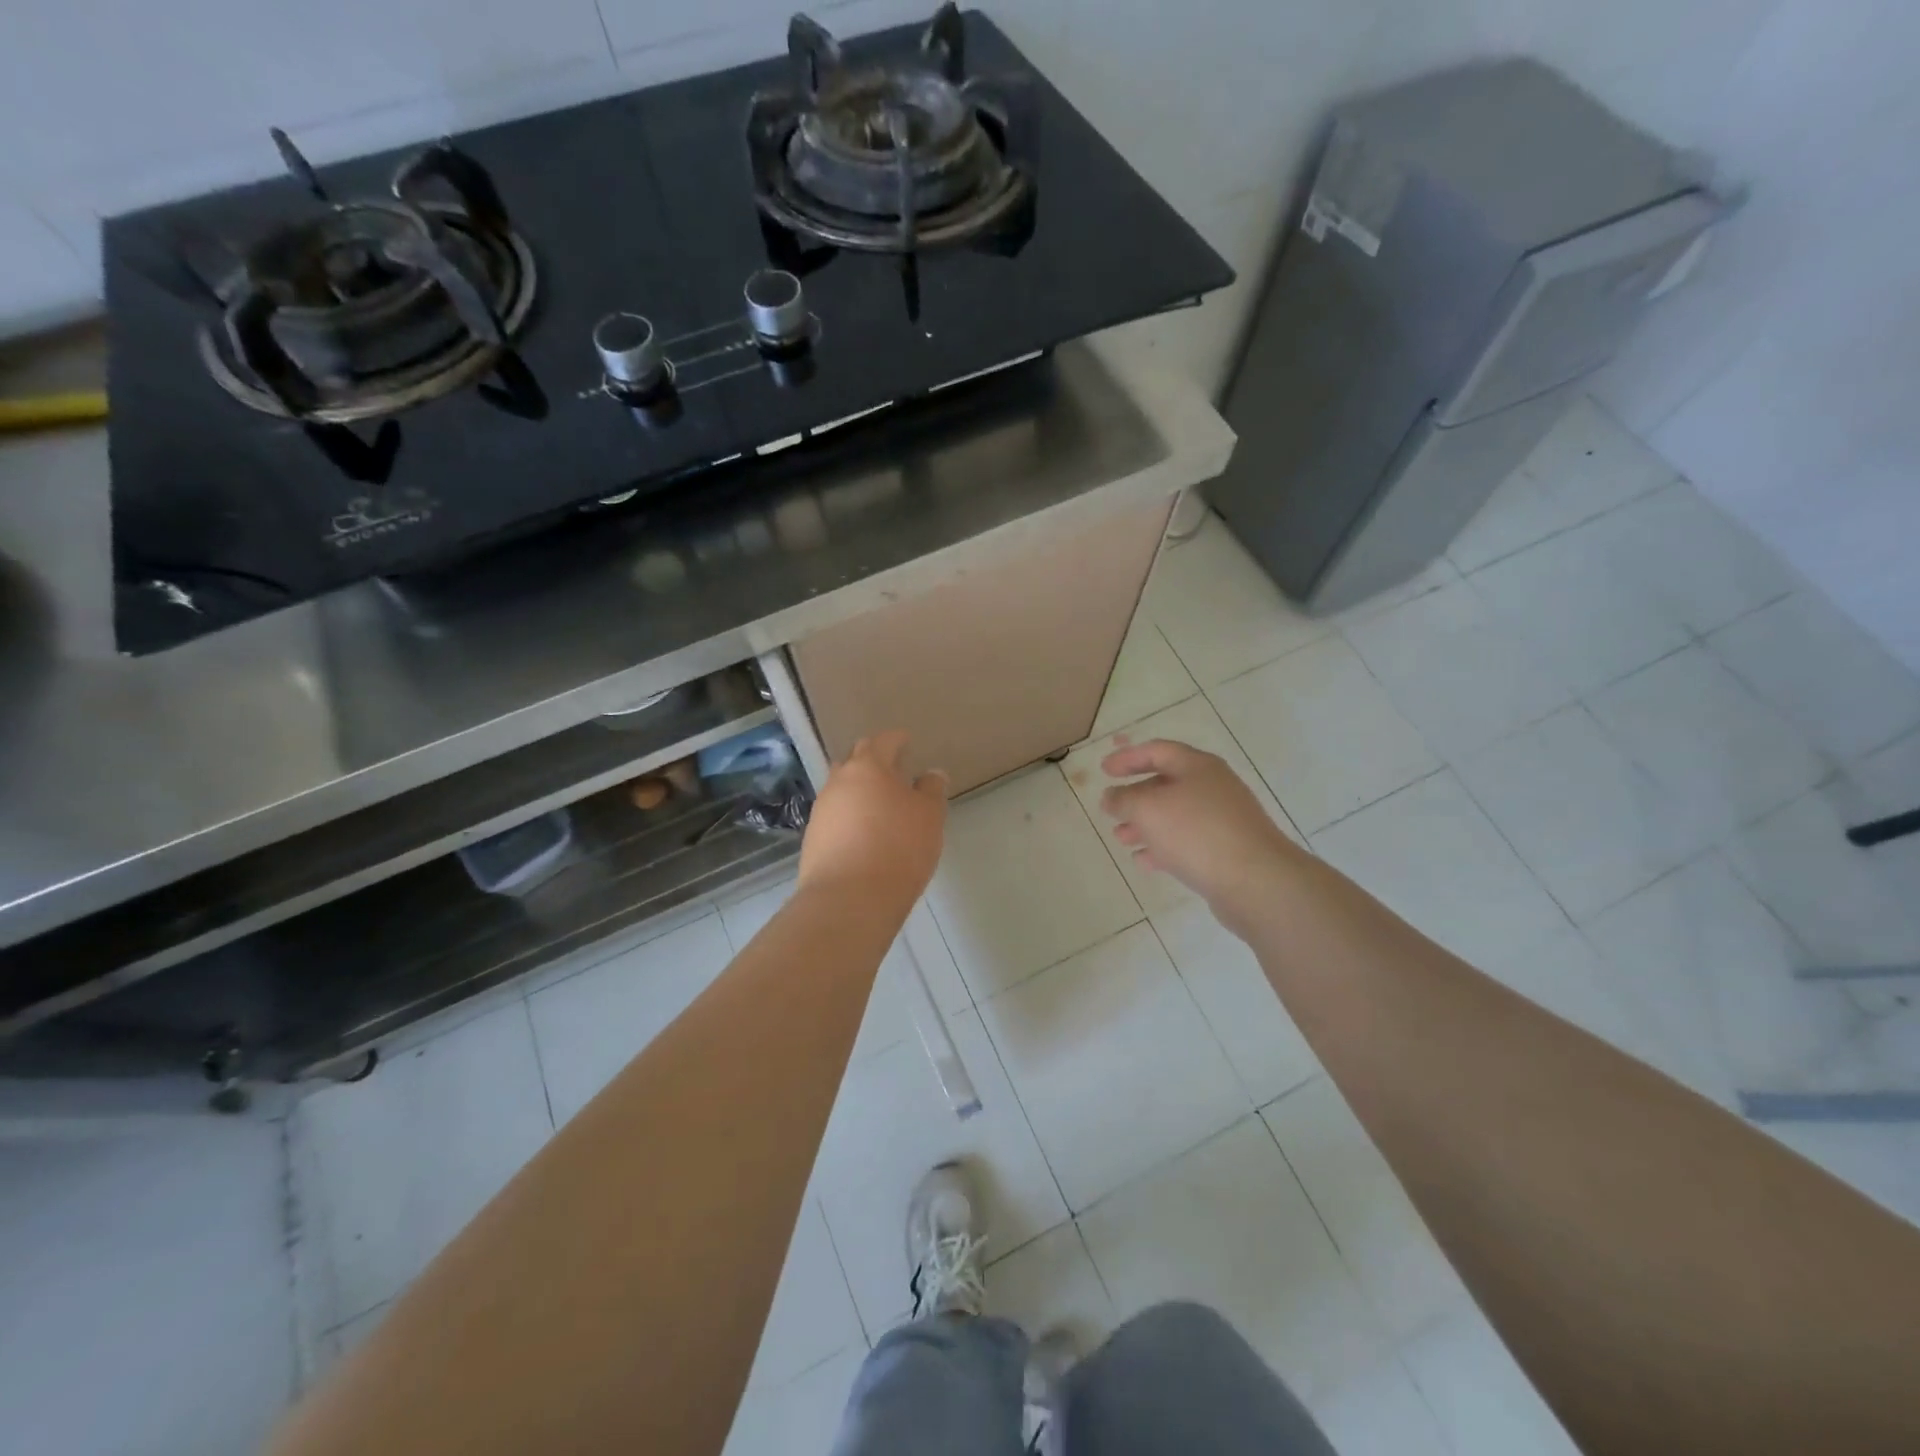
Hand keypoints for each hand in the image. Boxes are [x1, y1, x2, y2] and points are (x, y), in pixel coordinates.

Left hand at [798, 731, 947, 912]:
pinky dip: (851, 818)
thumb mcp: (929, 817)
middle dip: (874, 761)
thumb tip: (931, 774)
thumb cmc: (898, 847)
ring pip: (842, 790)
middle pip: (855, 761)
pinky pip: (835, 818)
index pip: (883, 741)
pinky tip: (865, 835)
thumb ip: (932, 790)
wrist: (849, 899)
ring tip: (881, 806)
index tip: (907, 741)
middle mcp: (838, 782)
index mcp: (867, 767)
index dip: (897, 739)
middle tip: (894, 771)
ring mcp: (821, 811)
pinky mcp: (813, 840)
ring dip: (860, 792)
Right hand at [1099, 738, 1301, 924]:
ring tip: (1120, 838)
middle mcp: (1213, 787)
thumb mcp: (1148, 809)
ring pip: (1175, 815)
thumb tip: (1111, 796)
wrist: (1256, 882)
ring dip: (1145, 824)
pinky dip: (1163, 847)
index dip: (1128, 757)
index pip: (1157, 750)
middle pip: (1167, 783)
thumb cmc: (1197, 833)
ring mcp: (1223, 819)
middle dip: (1135, 796)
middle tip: (1110, 808)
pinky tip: (1144, 861)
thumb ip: (1123, 799)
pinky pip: (1188, 842)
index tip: (1104, 770)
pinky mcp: (1227, 850)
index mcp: (1197, 767)